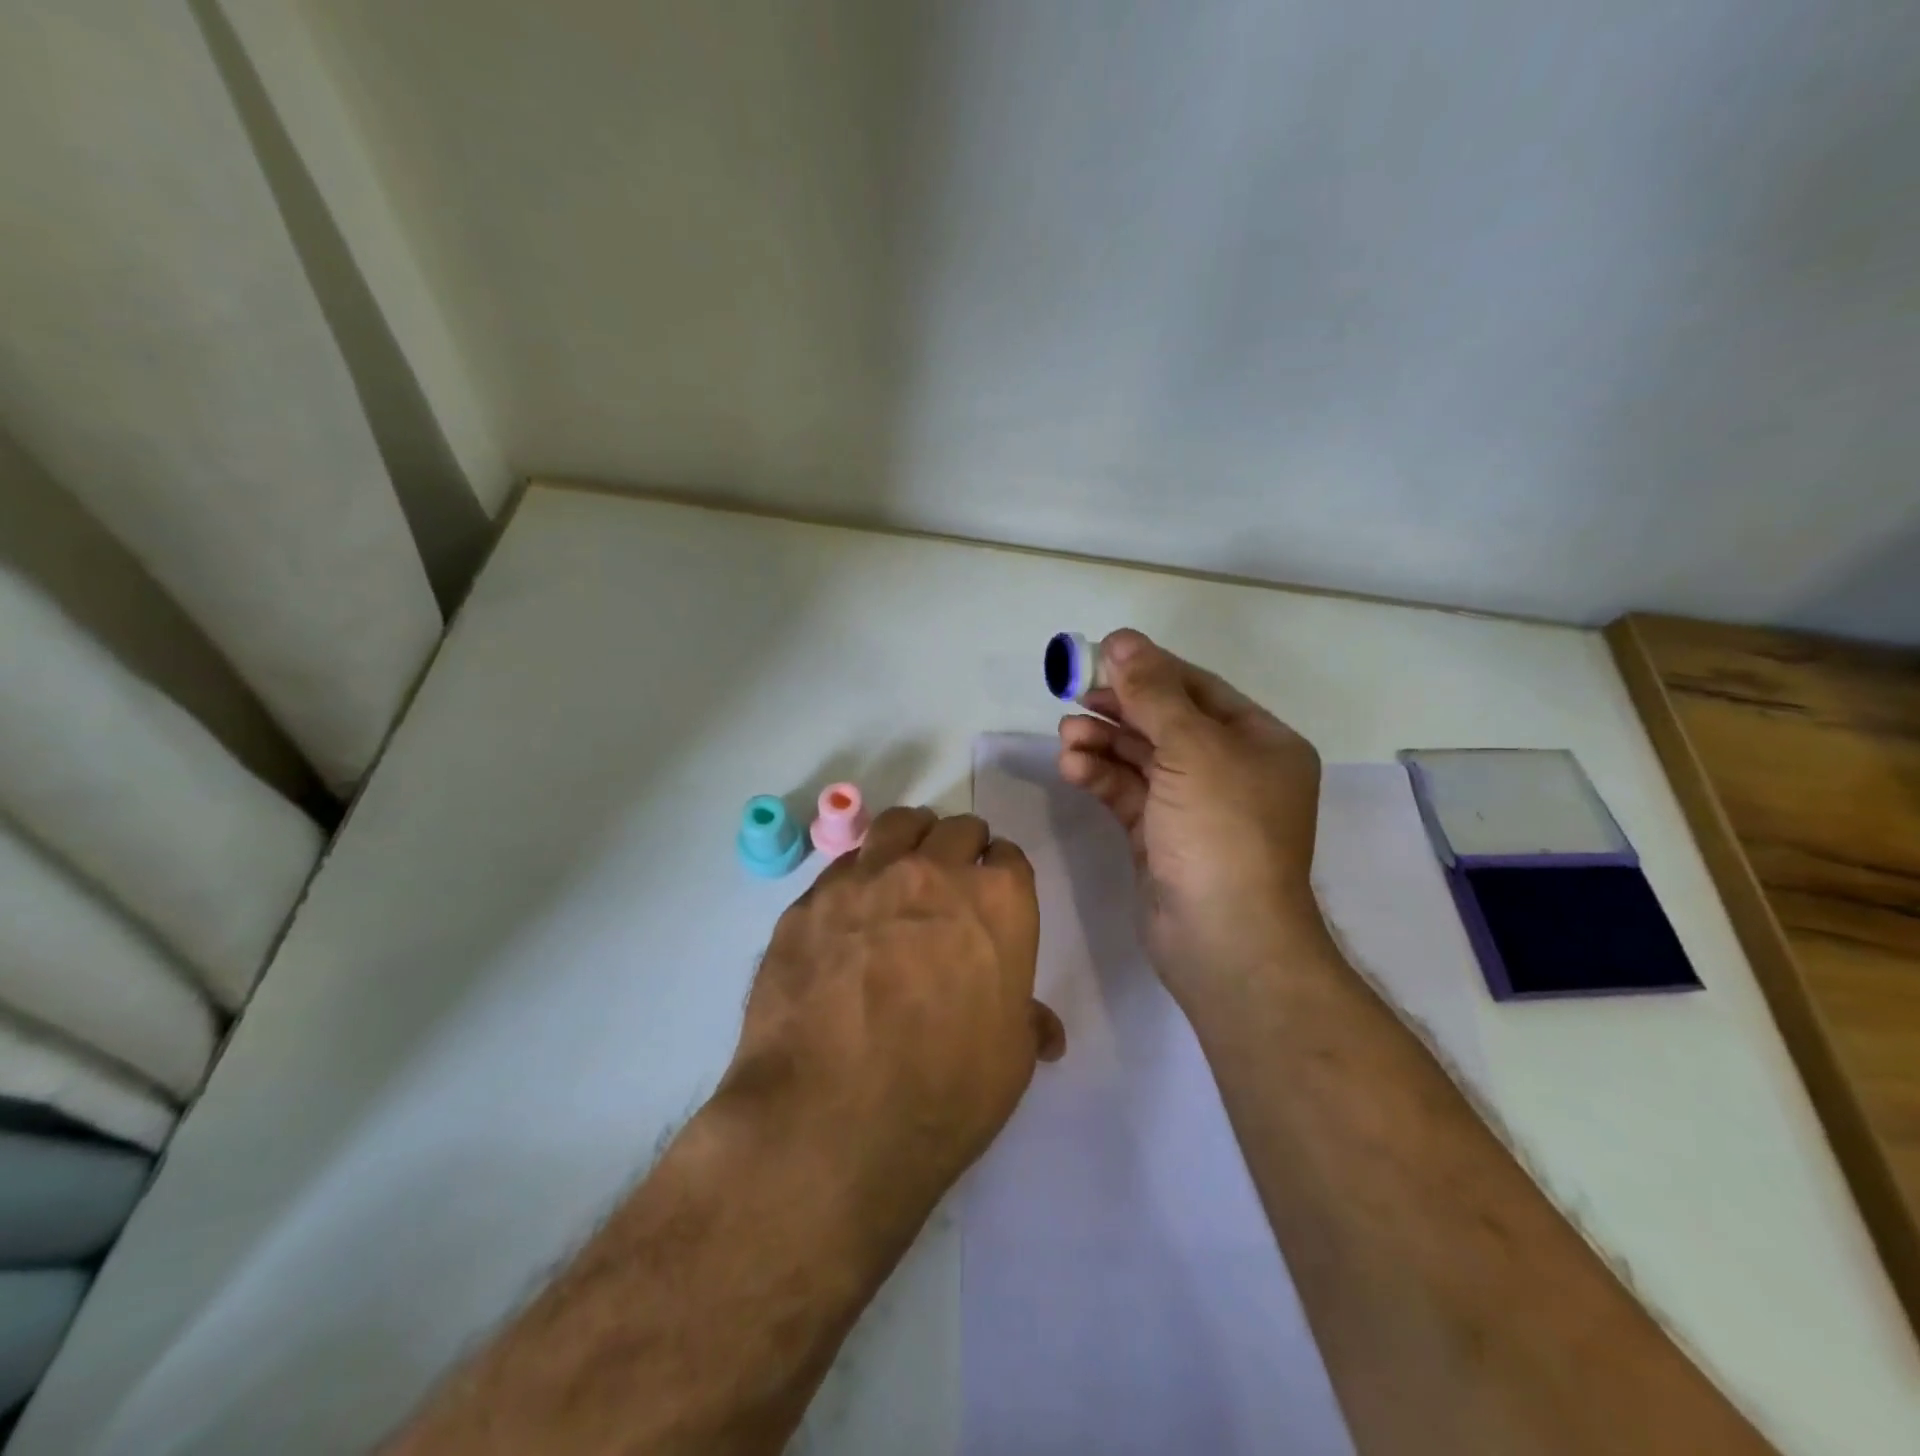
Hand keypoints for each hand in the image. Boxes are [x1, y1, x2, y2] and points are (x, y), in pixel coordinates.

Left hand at [721, 807, 1065, 1246]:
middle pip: (956, 829)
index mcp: (997, 902)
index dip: (1002, 875)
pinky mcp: (809, 902)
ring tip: (903, 871)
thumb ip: (1025, 1023)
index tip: (994, 895)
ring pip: (897, 826)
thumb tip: (1043, 1028)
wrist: (829, 1120)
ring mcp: (865, 880)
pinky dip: (857, 877)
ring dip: (910, 840)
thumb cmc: (944, 1093)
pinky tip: (850, 914)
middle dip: (961, 849)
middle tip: (952, 882)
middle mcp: (933, 873)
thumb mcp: (1009, 1063)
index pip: (1008, 858)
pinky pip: (842, 867)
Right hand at [1057, 629, 1327, 1005]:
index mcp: (1260, 742)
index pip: (1198, 690)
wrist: (1224, 940)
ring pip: (1142, 760)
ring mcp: (1195, 807)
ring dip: (1103, 743)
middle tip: (1073, 696)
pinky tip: (1072, 767)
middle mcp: (1232, 770)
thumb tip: (1122, 639)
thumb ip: (1153, 692)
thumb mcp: (1192, 748)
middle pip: (1166, 722)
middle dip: (1120, 709)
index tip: (1100, 655)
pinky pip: (1129, 794)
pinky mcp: (1162, 838)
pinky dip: (1101, 777)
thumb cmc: (1222, 831)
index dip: (1150, 669)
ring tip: (1066, 734)